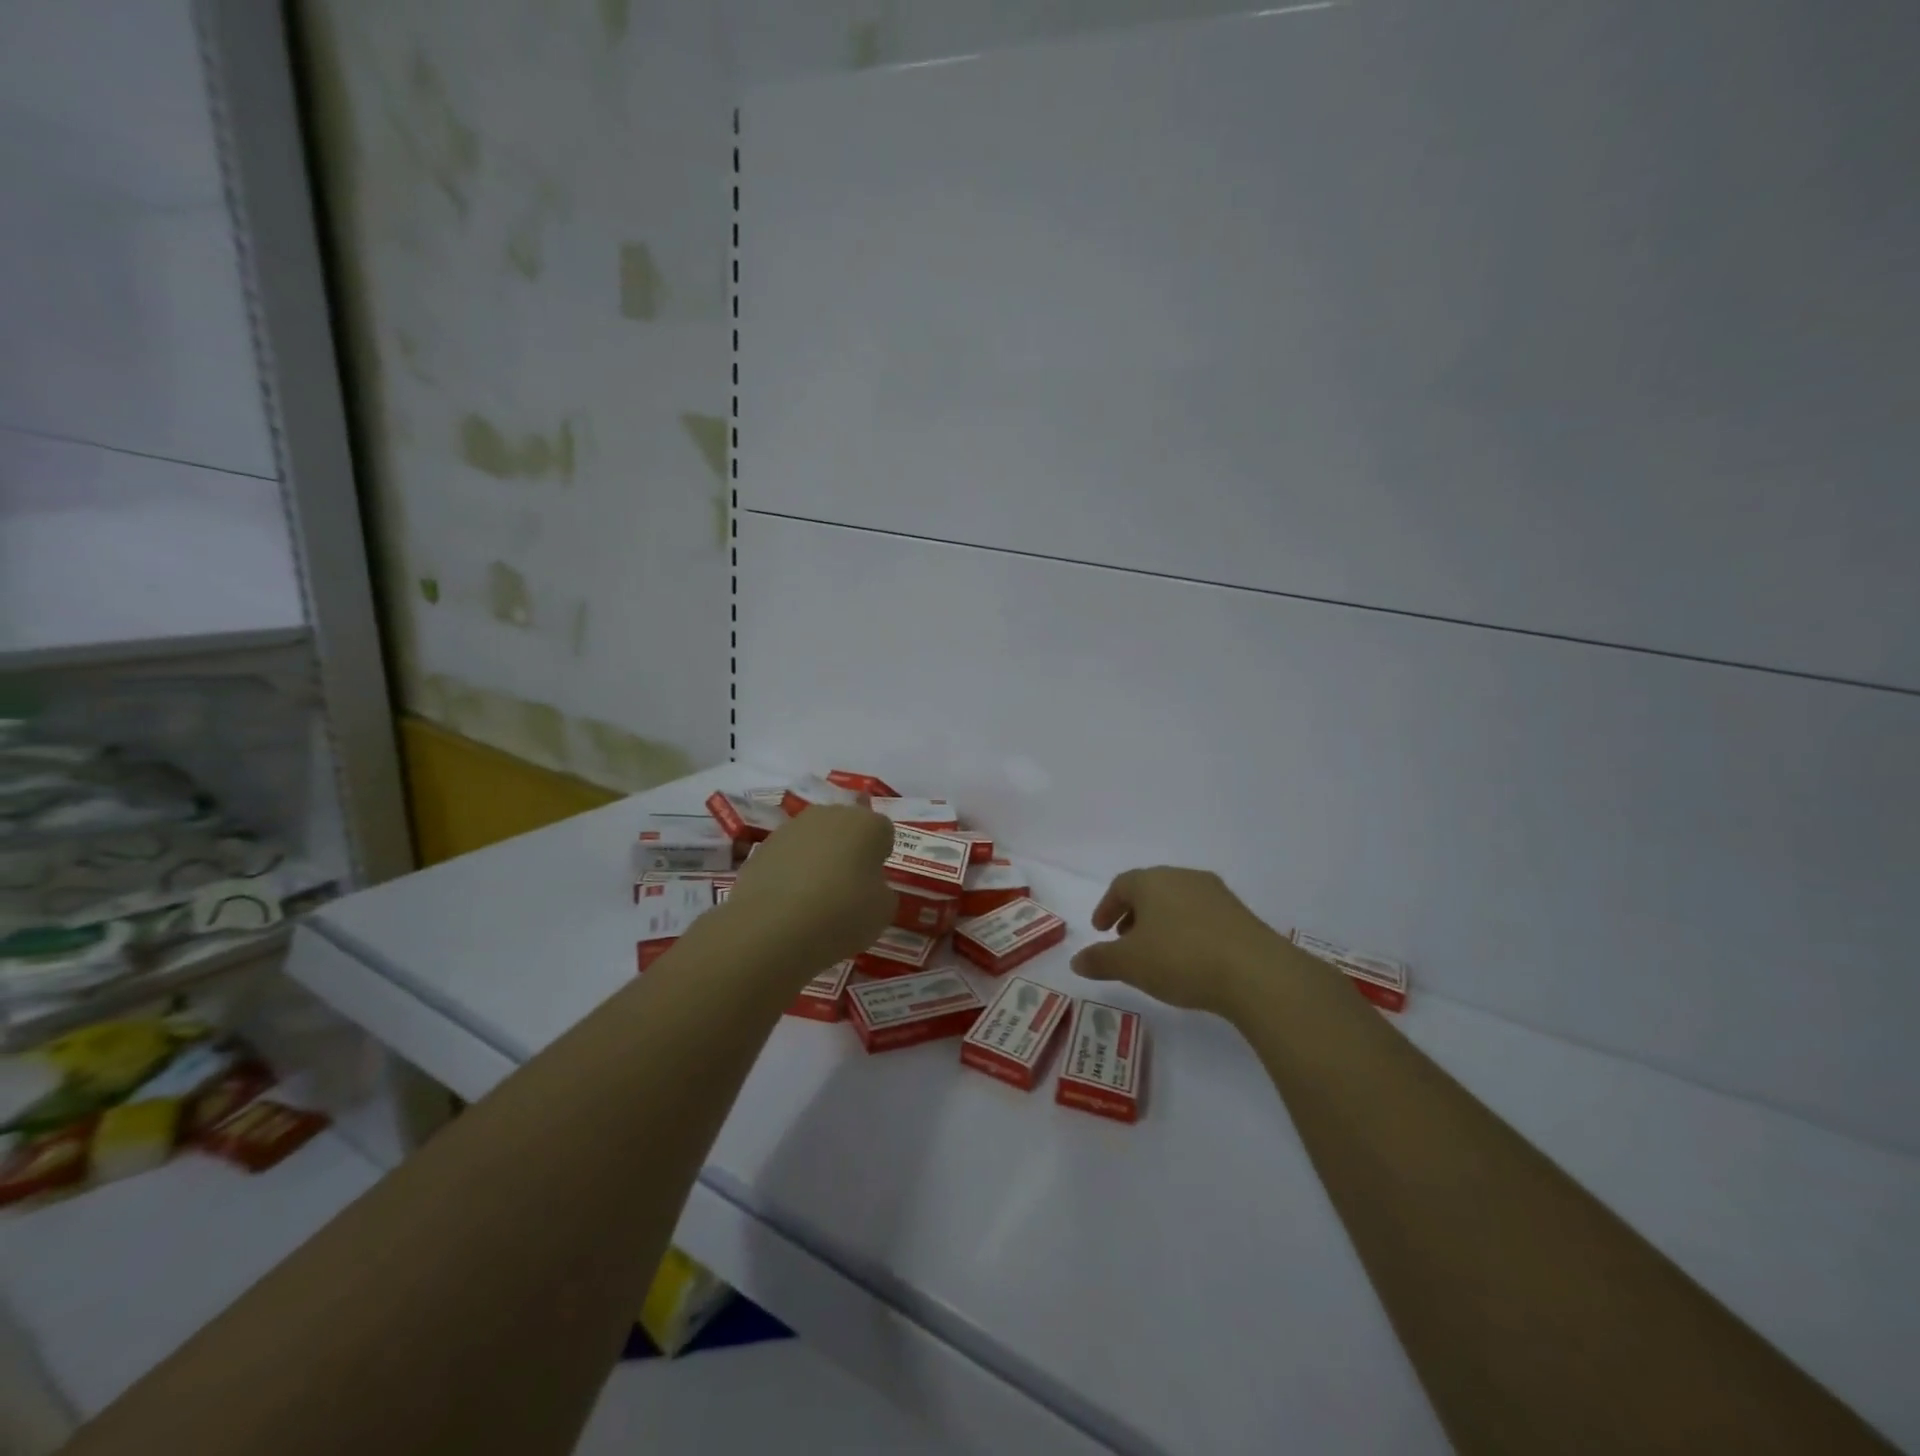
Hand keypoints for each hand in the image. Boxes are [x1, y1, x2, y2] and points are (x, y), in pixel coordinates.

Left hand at [721, 805, 896, 975]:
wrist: (773, 927)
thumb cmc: (842, 913)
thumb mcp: (882, 911)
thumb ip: (882, 891)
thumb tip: (869, 887)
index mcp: (867, 823)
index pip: (884, 832)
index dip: (880, 857)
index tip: (874, 883)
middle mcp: (830, 815)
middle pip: (846, 828)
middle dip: (849, 851)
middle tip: (848, 887)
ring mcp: (791, 828)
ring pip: (814, 840)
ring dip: (818, 860)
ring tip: (814, 899)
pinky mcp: (762, 847)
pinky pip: (787, 857)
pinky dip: (790, 873)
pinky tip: (788, 903)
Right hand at [1070, 866, 1296, 1017]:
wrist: (1255, 973)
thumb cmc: (1180, 958)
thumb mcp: (1130, 964)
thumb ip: (1100, 960)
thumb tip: (1076, 960)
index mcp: (1152, 881)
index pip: (1121, 885)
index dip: (1106, 906)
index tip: (1100, 929)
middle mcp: (1183, 877)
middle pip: (1150, 890)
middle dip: (1133, 913)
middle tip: (1124, 939)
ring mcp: (1216, 894)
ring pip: (1177, 901)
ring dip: (1161, 922)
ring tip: (1156, 952)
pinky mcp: (1240, 914)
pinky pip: (1202, 916)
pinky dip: (1187, 930)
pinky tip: (1189, 958)